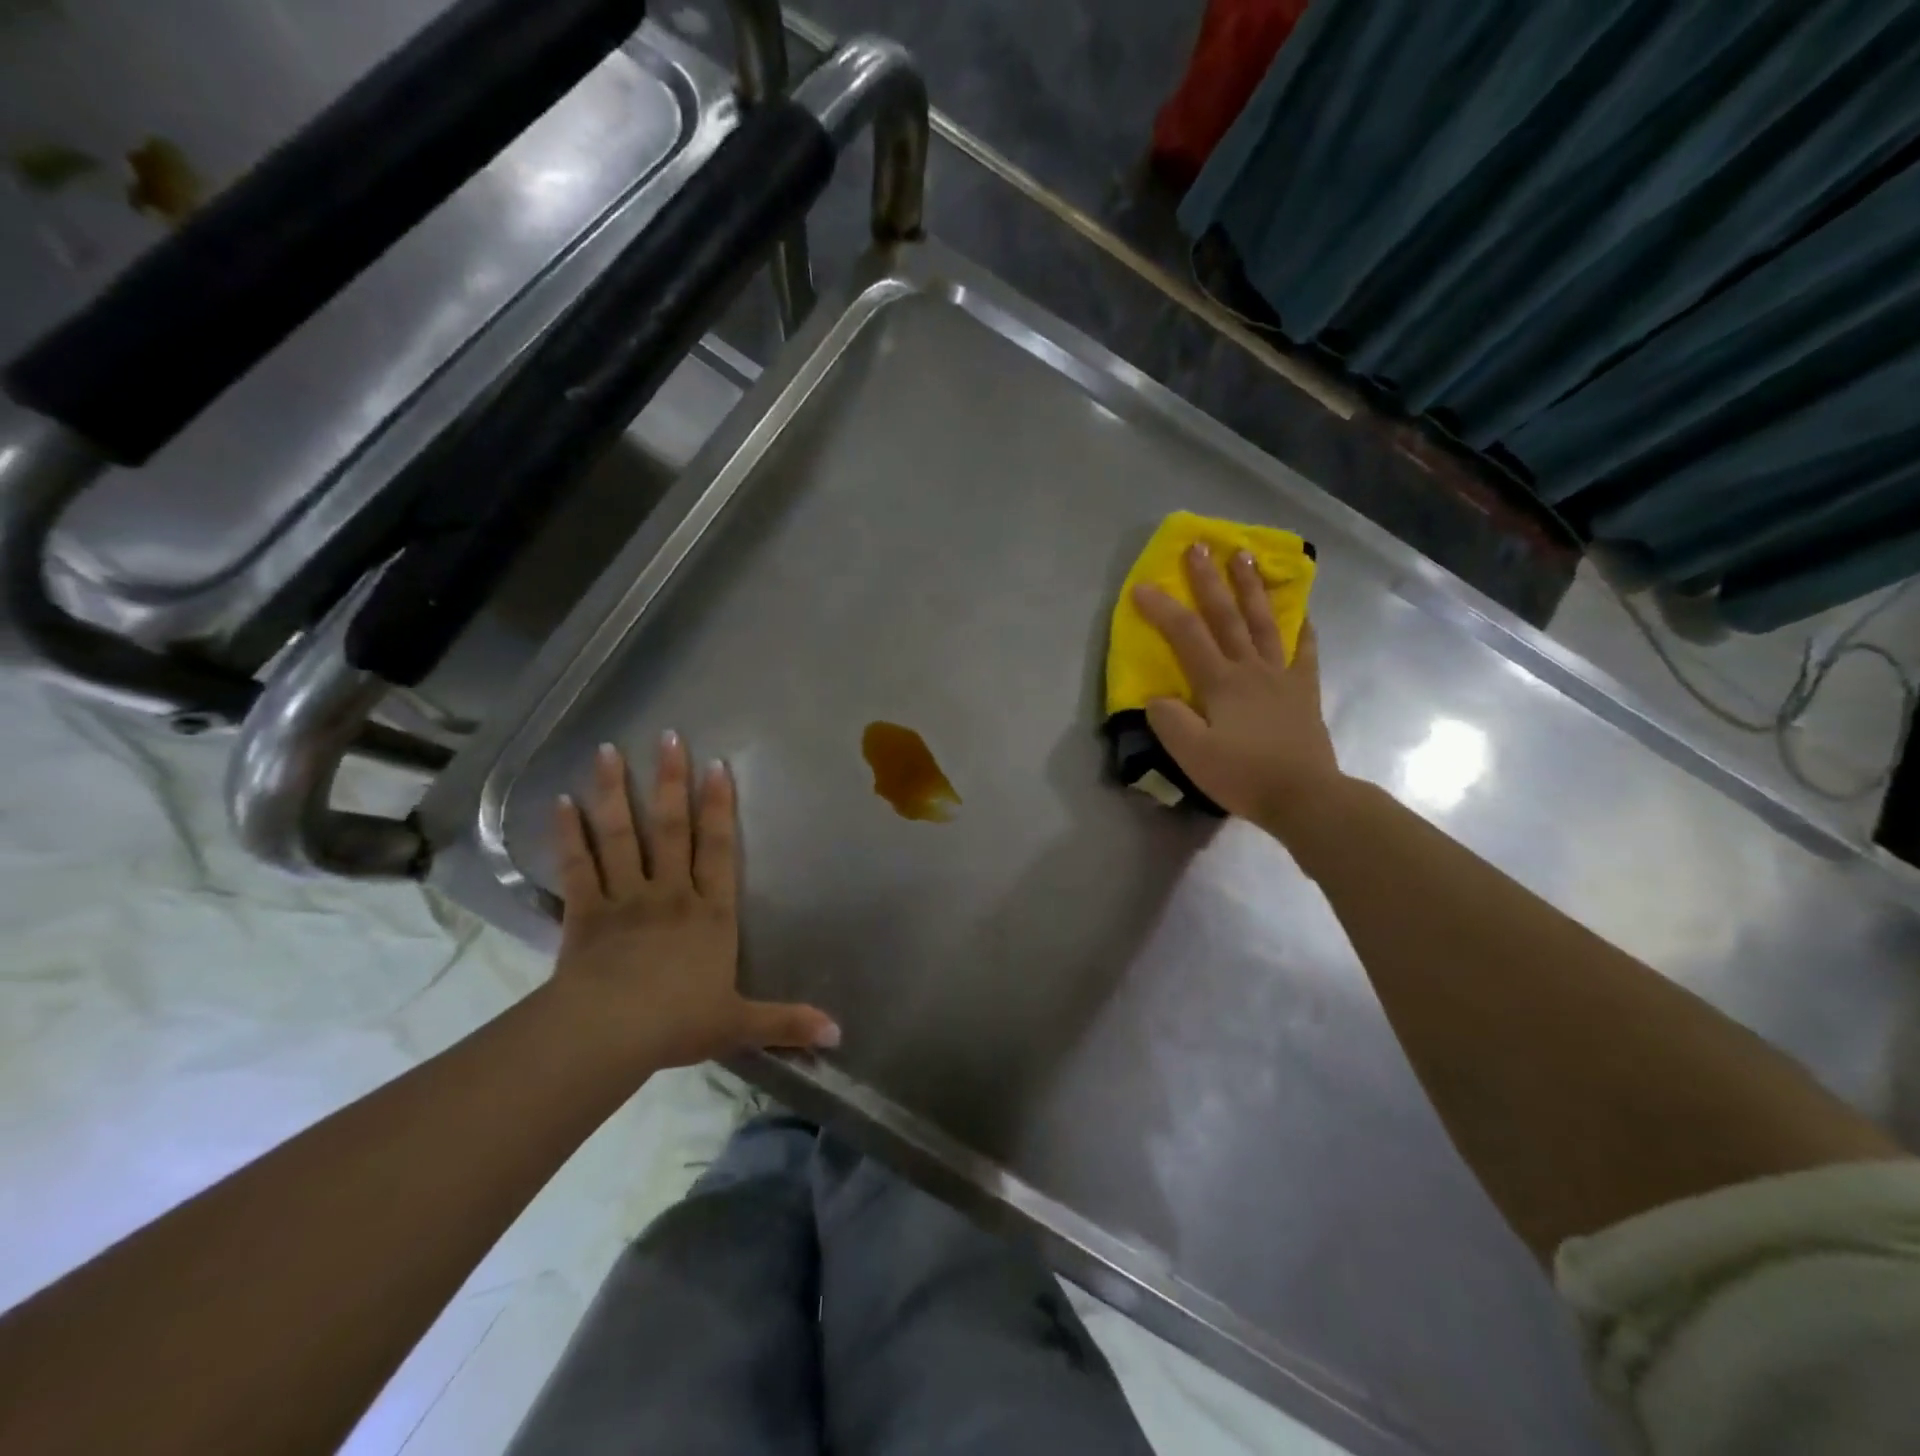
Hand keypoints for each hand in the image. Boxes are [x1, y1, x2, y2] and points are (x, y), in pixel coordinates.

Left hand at [547, 735, 839, 1071]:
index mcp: (710, 913)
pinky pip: (577, 866)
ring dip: (614, 792)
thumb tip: (840, 1035)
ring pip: (620, 835)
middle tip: (668, 736)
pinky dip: (568, 834)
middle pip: (671, 827)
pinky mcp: (584, 912)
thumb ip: (788, 1022)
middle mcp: (670, 893)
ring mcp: (625, 898)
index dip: (719, 806)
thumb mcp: (739, 1024)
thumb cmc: (678, 1022)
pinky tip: (559, 802)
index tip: (716, 766)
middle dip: (671, 780)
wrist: (610, 1033)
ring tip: (607, 750)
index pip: (718, 848)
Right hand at [1132, 542, 1342, 832]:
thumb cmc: (1243, 775)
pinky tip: (1300, 610)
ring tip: (1245, 556)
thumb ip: (1169, 720)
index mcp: (1221, 682)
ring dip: (1252, 587)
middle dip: (1209, 579)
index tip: (1140, 587)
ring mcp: (1282, 675)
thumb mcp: (1192, 754)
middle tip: (1198, 545)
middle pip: (1227, 616)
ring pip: (1265, 622)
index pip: (1186, 635)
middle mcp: (1251, 668)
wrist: (1305, 797)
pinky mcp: (1304, 690)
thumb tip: (1158, 697)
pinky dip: (1302, 626)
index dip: (1161, 608)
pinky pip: (1304, 650)